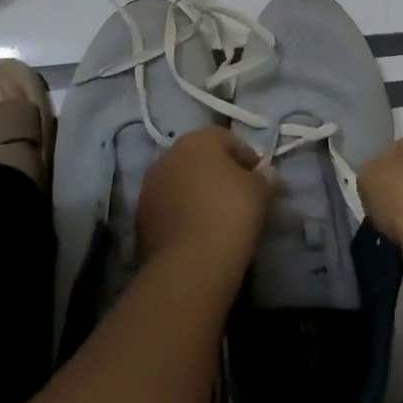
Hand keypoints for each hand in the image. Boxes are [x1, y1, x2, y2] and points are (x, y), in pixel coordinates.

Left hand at [137, 128, 270, 276]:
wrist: (191, 263)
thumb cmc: (231, 213)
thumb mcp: (260, 190)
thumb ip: (262, 176)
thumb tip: (262, 173)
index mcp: (198, 139)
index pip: (228, 140)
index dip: (247, 158)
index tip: (259, 179)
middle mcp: (169, 154)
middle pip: (200, 159)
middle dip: (218, 173)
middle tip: (238, 196)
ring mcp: (150, 186)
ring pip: (181, 183)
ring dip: (196, 193)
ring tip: (215, 217)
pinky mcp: (140, 218)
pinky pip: (168, 207)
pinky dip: (181, 214)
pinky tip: (197, 232)